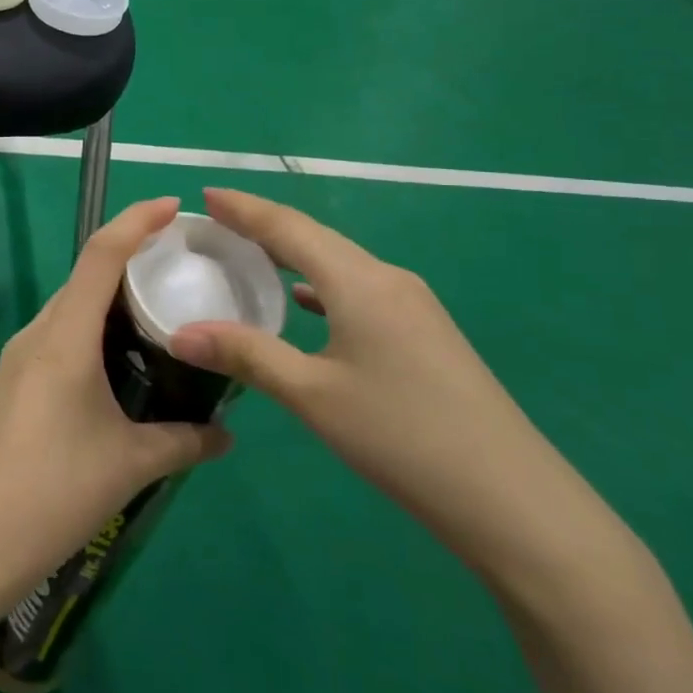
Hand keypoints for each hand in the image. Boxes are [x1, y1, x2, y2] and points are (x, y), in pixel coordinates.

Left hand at [0, 197, 233, 607]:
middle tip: (181, 267)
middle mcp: (38, 333)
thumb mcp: (130, 464)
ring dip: (112, 300)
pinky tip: (120, 362)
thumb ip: (185, 442)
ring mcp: (20, 358)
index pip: (101, 254)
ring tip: (159, 311)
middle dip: (132, 260)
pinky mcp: (14, 383)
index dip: (136, 221)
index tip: (172, 207)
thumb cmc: (54, 491)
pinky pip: (60, 336)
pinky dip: (94, 331)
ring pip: (72, 309)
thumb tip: (228, 436)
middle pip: (86, 276)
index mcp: (64, 335)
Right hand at [169, 188, 615, 585]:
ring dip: (293, 256)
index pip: (289, 227)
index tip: (207, 195)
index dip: (245, 209)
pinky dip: (321, 286)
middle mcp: (387, 278)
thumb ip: (246, 355)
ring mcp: (412, 305)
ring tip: (251, 258)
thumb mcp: (312, 395)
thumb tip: (180, 335)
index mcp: (358, 280)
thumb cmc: (400, 436)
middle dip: (264, 227)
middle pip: (315, 238)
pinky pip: (358, 290)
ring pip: (339, 264)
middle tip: (218, 226)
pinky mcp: (424, 332)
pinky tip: (306, 304)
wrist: (511, 498)